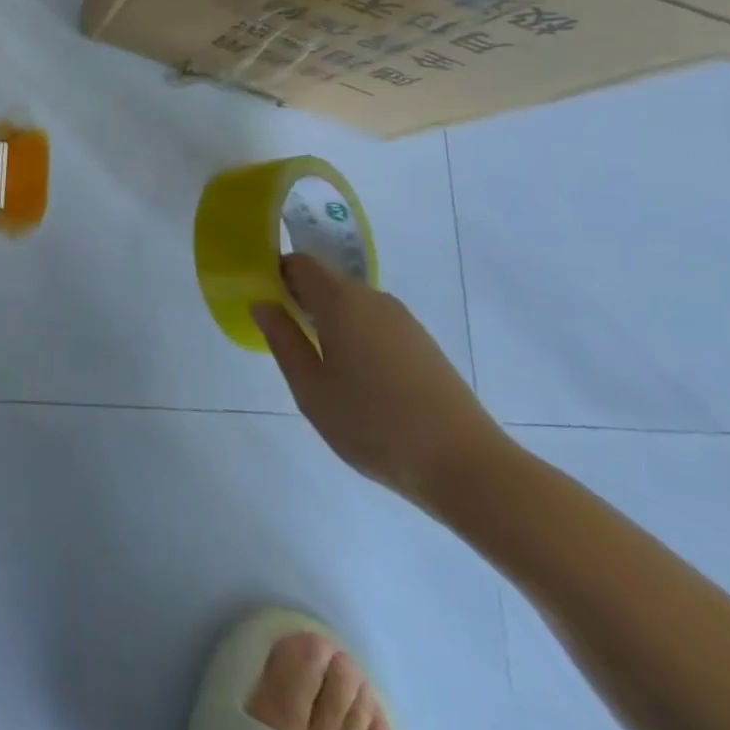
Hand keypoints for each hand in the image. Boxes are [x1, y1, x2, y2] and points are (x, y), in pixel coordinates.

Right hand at [250, 254, 511, 514]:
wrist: (466, 467)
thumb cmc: (374, 424)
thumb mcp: (311, 389)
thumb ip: (282, 339)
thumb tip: (263, 303)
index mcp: (341, 300)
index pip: (300, 263)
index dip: (277, 276)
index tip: (266, 306)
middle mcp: (373, 298)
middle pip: (327, 282)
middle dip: (303, 302)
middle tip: (289, 344)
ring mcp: (404, 321)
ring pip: (353, 305)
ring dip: (332, 323)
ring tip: (325, 370)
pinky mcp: (424, 344)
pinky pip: (377, 325)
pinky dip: (359, 339)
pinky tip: (362, 384)